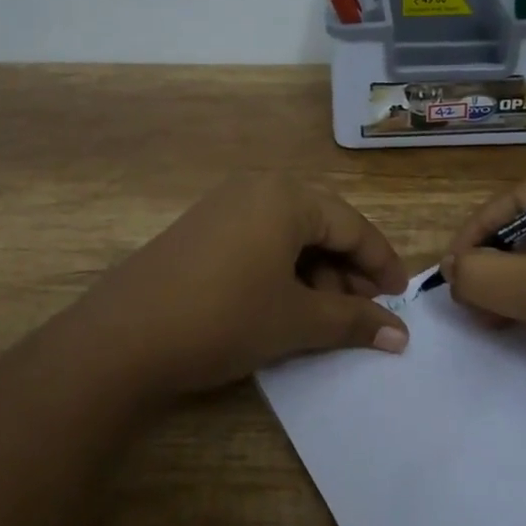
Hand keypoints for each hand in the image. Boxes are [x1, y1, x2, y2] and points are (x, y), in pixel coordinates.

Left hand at [75, 173, 410, 401]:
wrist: (123, 337)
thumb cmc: (224, 317)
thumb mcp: (296, 321)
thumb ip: (353, 321)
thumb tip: (400, 334)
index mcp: (287, 196)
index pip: (352, 225)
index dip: (381, 263)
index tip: (402, 297)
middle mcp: (258, 187)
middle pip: (322, 225)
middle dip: (348, 270)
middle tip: (364, 313)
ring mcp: (225, 205)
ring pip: (290, 233)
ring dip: (315, 272)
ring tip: (324, 317)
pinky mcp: (203, 228)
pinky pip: (260, 239)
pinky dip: (283, 269)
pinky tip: (284, 304)